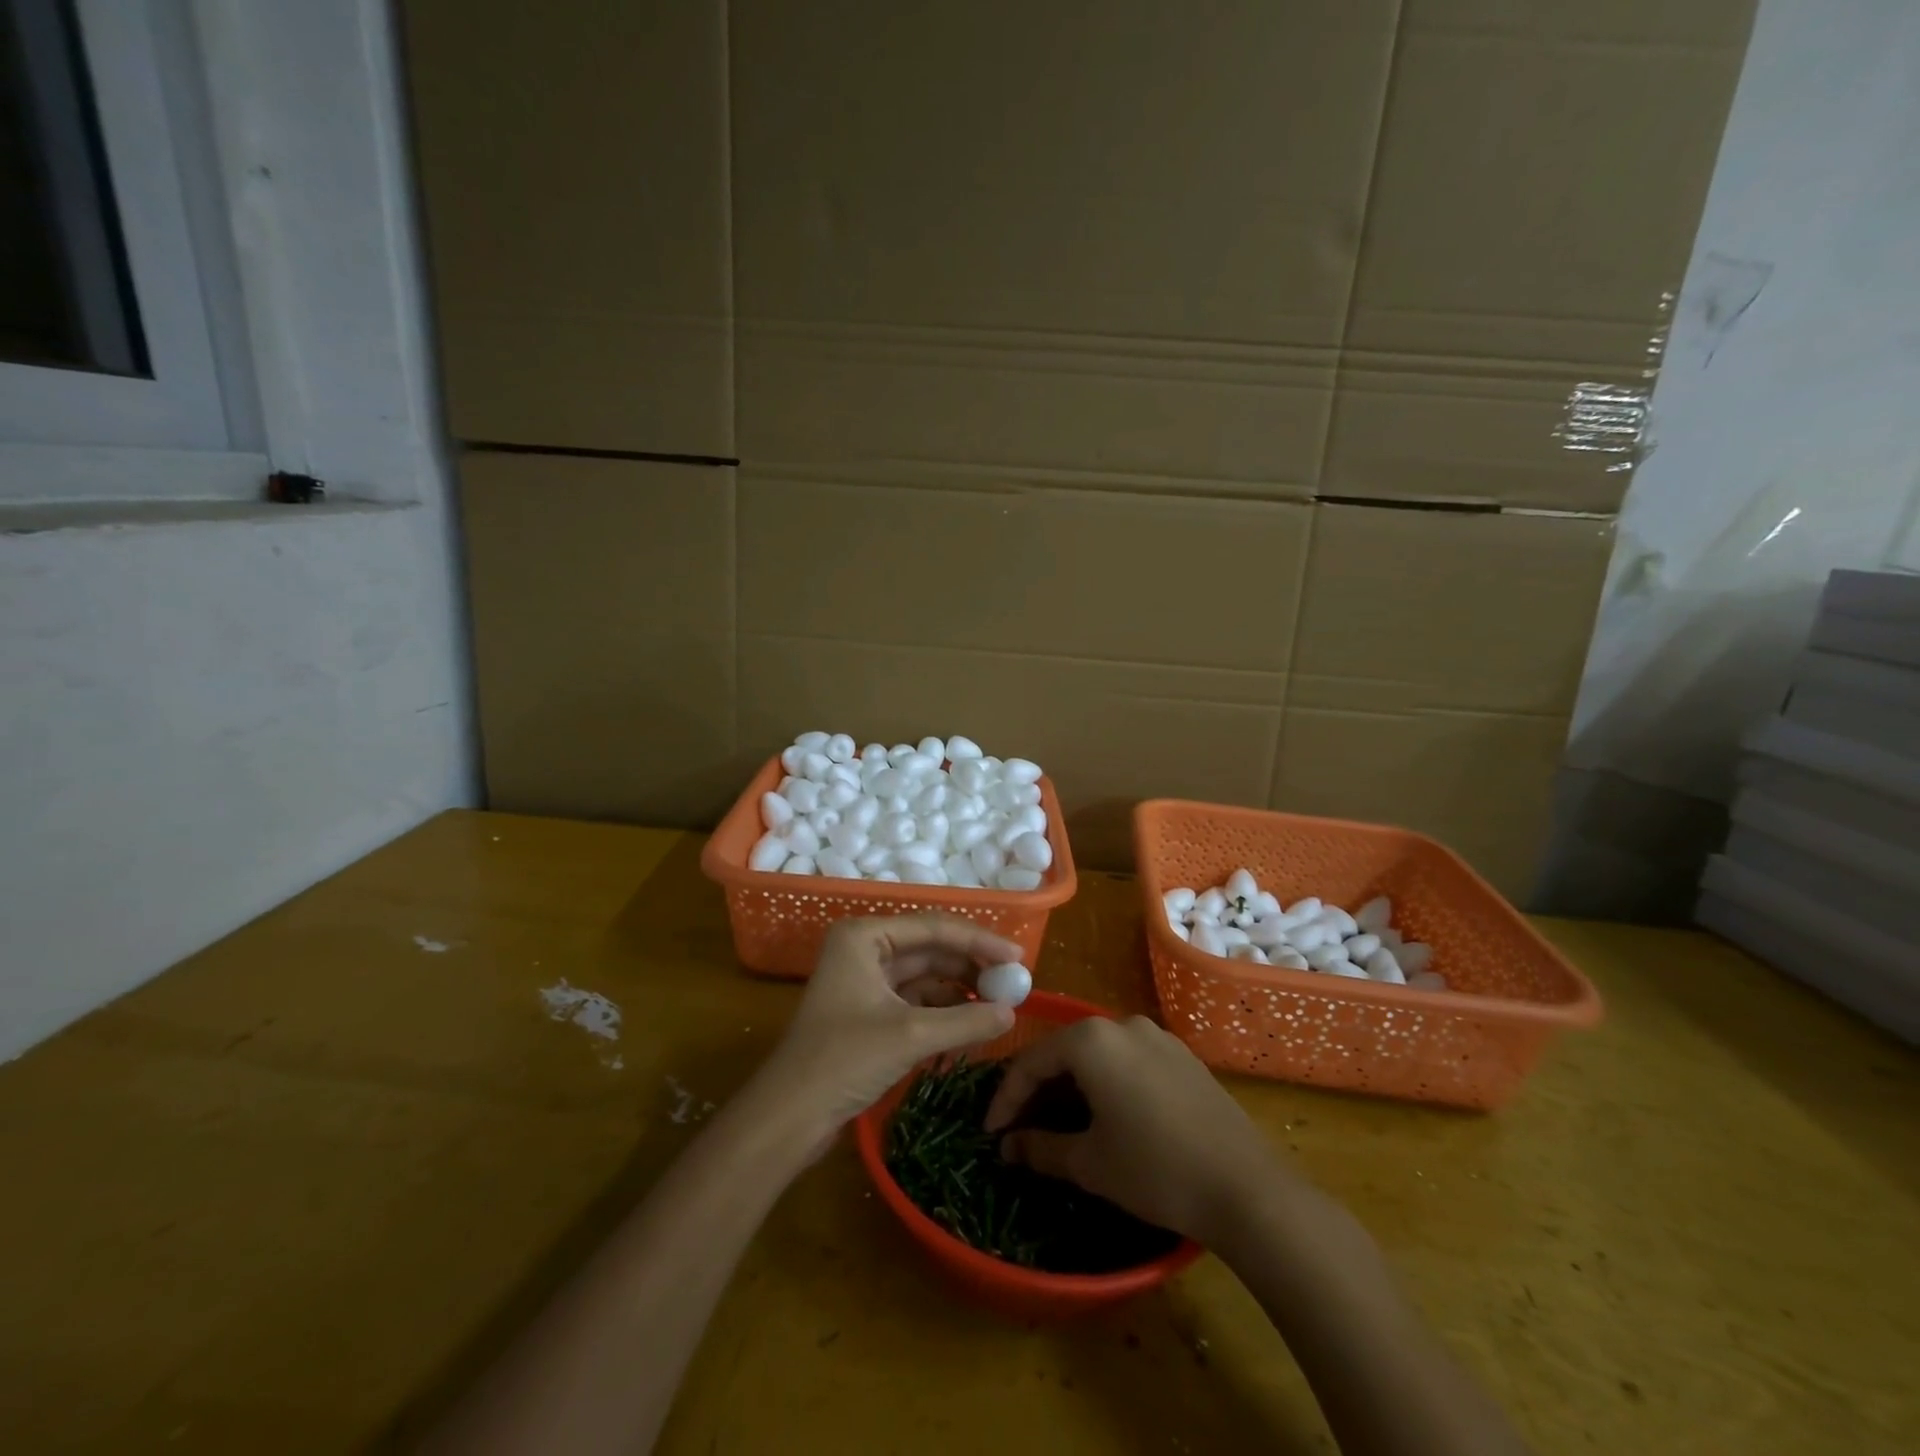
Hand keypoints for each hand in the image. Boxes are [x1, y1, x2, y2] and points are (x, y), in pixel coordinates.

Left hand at [756, 914, 1021, 1135]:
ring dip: (960, 993)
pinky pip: (915, 1002)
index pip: (935, 928)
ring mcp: (865, 981)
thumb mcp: (910, 1037)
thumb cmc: (843, 1061)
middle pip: (931, 950)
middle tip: (1014, 985)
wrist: (788, 1117)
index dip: (980, 941)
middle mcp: (864, 949)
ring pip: (925, 977)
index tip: (1019, 958)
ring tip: (999, 1009)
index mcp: (865, 936)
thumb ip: (966, 1020)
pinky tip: (970, 1028)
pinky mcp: (868, 1012)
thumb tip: (1013, 1013)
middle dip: (972, 968)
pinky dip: (942, 1013)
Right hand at [984, 1015, 1290, 1243]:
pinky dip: (1105, 1083)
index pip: (1032, 1062)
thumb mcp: (1090, 1163)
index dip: (1006, 1098)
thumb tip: (1007, 1147)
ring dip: (1071, 1086)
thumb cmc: (1155, 1169)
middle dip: (1038, 1089)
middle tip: (1019, 1128)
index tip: (990, 1133)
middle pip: (1064, 1051)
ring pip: (1097, 1055)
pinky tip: (1105, 1115)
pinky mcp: (1182, 1056)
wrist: (1247, 1188)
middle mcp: (1122, 1024)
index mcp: (1092, 1040)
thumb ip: (1040, 1148)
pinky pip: (1127, 1060)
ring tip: (1057, 1123)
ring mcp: (1157, 1037)